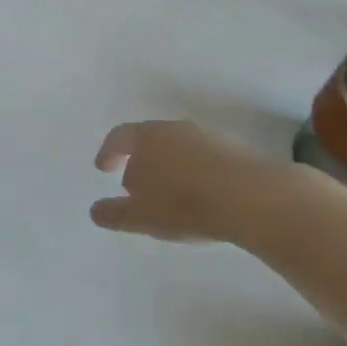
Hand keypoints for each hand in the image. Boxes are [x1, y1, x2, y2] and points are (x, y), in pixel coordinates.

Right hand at [91, 120, 301, 243]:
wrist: (251, 197)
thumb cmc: (185, 204)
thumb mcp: (142, 216)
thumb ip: (115, 213)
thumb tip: (95, 210)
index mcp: (147, 137)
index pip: (120, 136)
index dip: (109, 152)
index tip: (104, 168)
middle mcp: (174, 128)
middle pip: (149, 140)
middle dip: (140, 162)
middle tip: (135, 188)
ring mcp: (206, 136)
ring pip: (177, 148)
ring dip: (168, 167)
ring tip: (169, 195)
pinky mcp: (233, 149)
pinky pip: (203, 158)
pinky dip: (193, 172)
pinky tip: (200, 196)